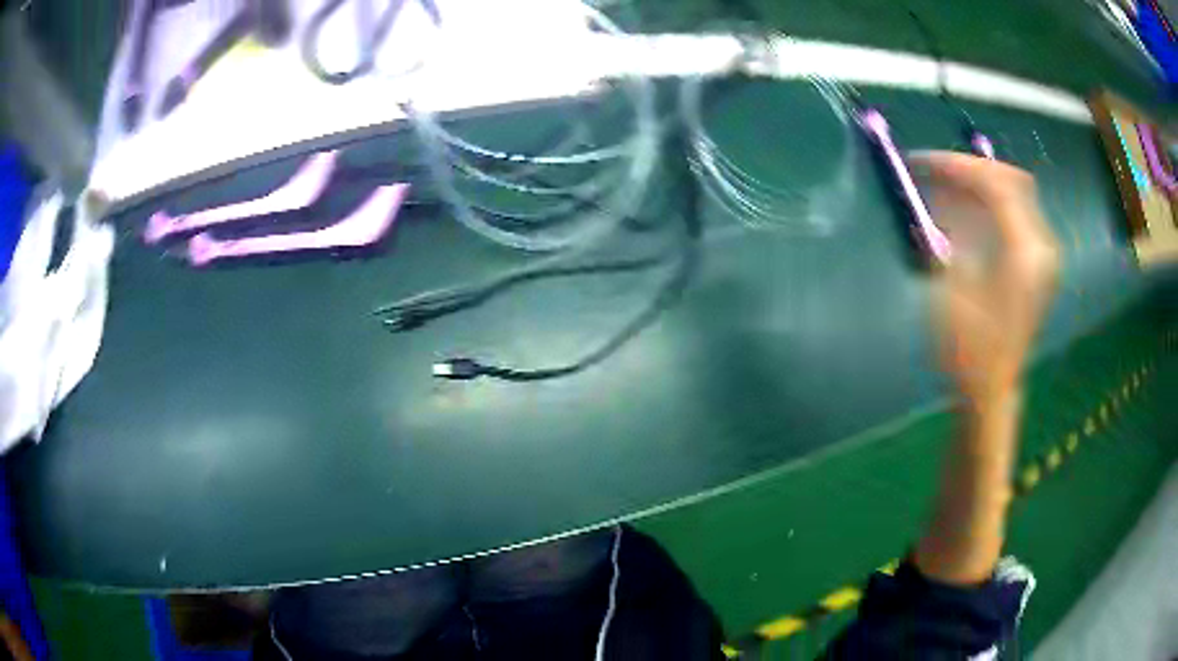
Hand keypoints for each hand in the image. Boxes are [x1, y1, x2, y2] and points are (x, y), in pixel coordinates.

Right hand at [913, 152, 1060, 406]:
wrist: (991, 390)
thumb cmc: (969, 349)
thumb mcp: (953, 287)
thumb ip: (952, 230)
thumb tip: (941, 190)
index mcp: (1024, 252)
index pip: (995, 184)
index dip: (957, 166)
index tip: (922, 162)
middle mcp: (1041, 245)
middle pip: (1011, 180)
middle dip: (971, 169)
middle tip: (937, 171)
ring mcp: (1043, 254)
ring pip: (1015, 193)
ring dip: (980, 184)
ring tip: (947, 188)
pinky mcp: (1038, 263)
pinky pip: (1017, 214)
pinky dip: (991, 203)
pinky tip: (967, 210)